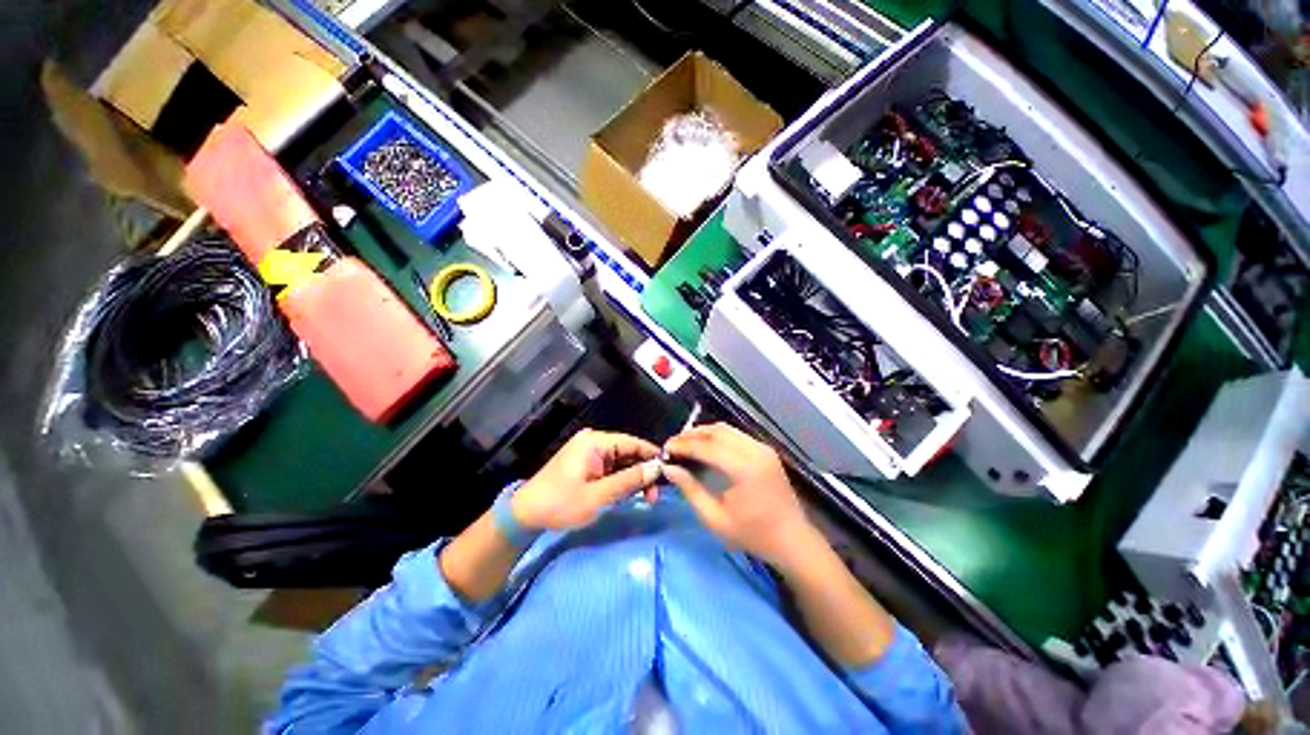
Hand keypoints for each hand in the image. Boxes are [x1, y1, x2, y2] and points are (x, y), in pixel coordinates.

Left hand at [512, 429, 660, 530]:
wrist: (525, 514)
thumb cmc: (561, 503)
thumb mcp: (598, 495)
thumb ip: (629, 481)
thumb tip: (656, 469)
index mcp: (595, 442)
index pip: (632, 443)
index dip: (651, 456)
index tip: (668, 472)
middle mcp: (594, 442)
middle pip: (628, 452)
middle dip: (643, 471)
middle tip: (655, 495)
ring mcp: (589, 452)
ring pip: (621, 461)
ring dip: (633, 478)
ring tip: (646, 498)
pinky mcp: (586, 464)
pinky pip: (610, 468)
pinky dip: (620, 480)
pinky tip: (629, 494)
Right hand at [662, 423, 817, 568]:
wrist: (792, 540)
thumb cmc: (752, 535)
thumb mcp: (715, 519)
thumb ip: (690, 490)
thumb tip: (669, 468)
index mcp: (744, 469)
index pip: (706, 446)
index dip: (683, 444)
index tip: (665, 448)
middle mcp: (755, 451)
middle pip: (716, 431)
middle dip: (691, 434)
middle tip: (673, 444)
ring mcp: (763, 448)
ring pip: (727, 429)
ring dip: (704, 432)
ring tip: (686, 443)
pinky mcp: (766, 450)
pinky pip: (737, 435)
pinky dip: (718, 436)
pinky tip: (706, 446)